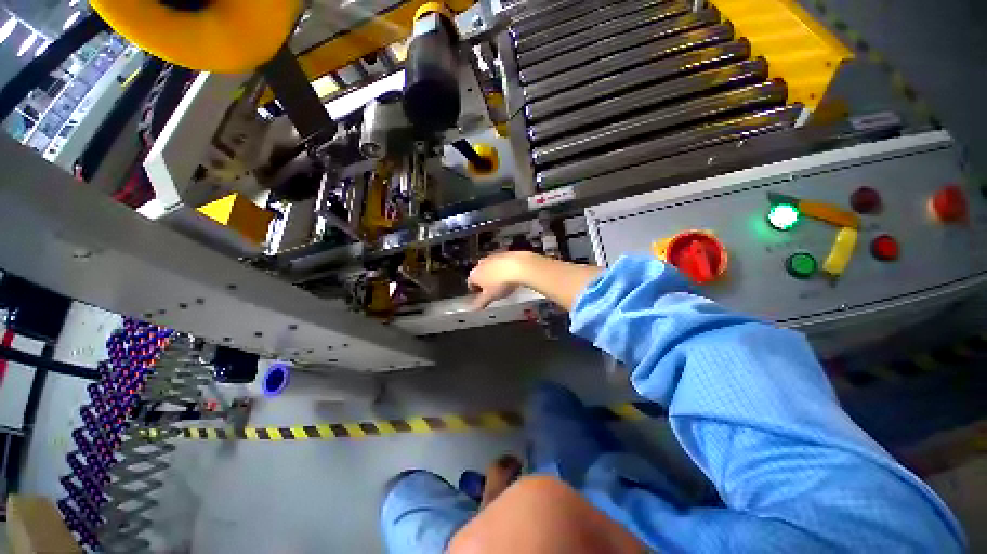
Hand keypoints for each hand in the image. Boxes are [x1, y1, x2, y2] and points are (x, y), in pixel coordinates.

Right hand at [467, 251, 531, 309]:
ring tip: (502, 282)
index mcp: (474, 275)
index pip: (470, 283)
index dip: (475, 290)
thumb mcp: (491, 297)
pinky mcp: (503, 253)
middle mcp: (480, 264)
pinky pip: (500, 262)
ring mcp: (492, 257)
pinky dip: (502, 267)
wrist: (519, 267)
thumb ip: (481, 302)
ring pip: (489, 267)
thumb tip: (475, 307)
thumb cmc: (502, 283)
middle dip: (484, 281)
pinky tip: (509, 273)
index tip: (480, 295)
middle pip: (479, 274)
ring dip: (493, 273)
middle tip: (492, 290)